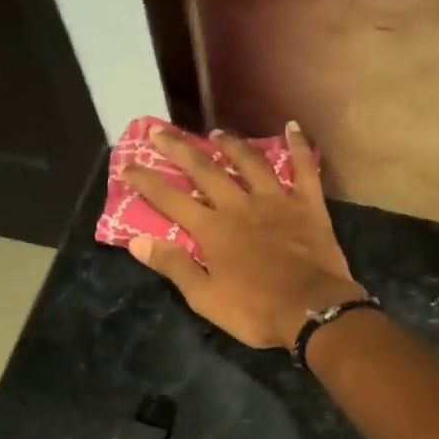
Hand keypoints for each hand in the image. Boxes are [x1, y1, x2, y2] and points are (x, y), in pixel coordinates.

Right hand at [121, 122, 366, 348]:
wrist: (312, 311)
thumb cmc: (255, 311)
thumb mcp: (205, 298)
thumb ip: (174, 266)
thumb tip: (137, 241)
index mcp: (213, 230)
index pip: (170, 200)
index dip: (146, 182)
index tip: (126, 166)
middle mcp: (240, 206)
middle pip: (205, 170)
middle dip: (179, 149)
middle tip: (160, 131)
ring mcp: (276, 202)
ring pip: (250, 163)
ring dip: (232, 145)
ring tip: (217, 133)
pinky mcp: (308, 206)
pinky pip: (304, 169)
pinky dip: (298, 147)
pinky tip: (292, 127)